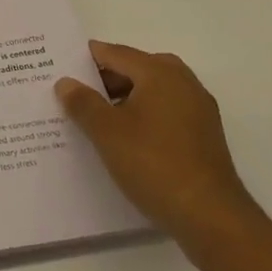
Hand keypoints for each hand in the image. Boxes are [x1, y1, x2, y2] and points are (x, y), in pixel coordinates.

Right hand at [55, 43, 260, 254]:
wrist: (211, 217)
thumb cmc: (154, 164)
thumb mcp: (106, 132)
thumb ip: (83, 103)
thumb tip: (66, 82)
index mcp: (160, 73)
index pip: (115, 53)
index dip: (86, 59)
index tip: (60, 66)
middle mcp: (183, 83)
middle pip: (136, 69)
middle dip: (106, 78)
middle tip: (75, 91)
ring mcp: (198, 110)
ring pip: (152, 92)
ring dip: (124, 99)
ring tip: (94, 117)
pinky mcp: (204, 136)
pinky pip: (166, 112)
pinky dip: (143, 116)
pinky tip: (124, 138)